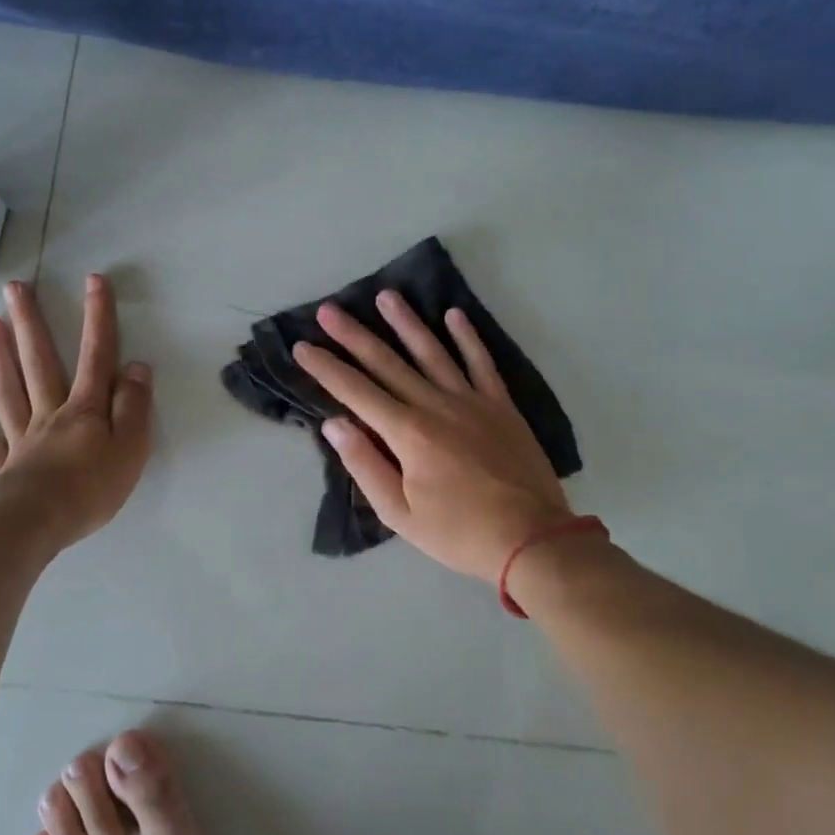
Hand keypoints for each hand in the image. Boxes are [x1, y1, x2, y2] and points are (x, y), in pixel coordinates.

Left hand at [0, 274, 152, 547]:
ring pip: (9, 389)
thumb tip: (136, 366)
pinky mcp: (1, 467)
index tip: (93, 281)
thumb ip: (133, 406)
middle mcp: (50, 414)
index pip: (96, 356)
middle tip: (16, 288)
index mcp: (85, 410)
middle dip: (32, 324)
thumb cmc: (92, 487)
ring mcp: (21, 438)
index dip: (97, 318)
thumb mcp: (131, 446)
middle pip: (40, 362)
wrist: (37, 524)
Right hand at [291, 291, 571, 582]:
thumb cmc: (458, 532)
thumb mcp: (399, 513)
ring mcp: (472, 401)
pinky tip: (454, 315)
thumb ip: (365, 465)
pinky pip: (481, 363)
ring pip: (432, 352)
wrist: (532, 538)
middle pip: (387, 363)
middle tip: (328, 309)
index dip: (326, 368)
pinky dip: (467, 337)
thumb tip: (335, 424)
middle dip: (354, 335)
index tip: (302, 347)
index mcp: (407, 433)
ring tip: (386, 296)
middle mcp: (435, 405)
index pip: (356, 391)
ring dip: (406, 323)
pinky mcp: (501, 405)